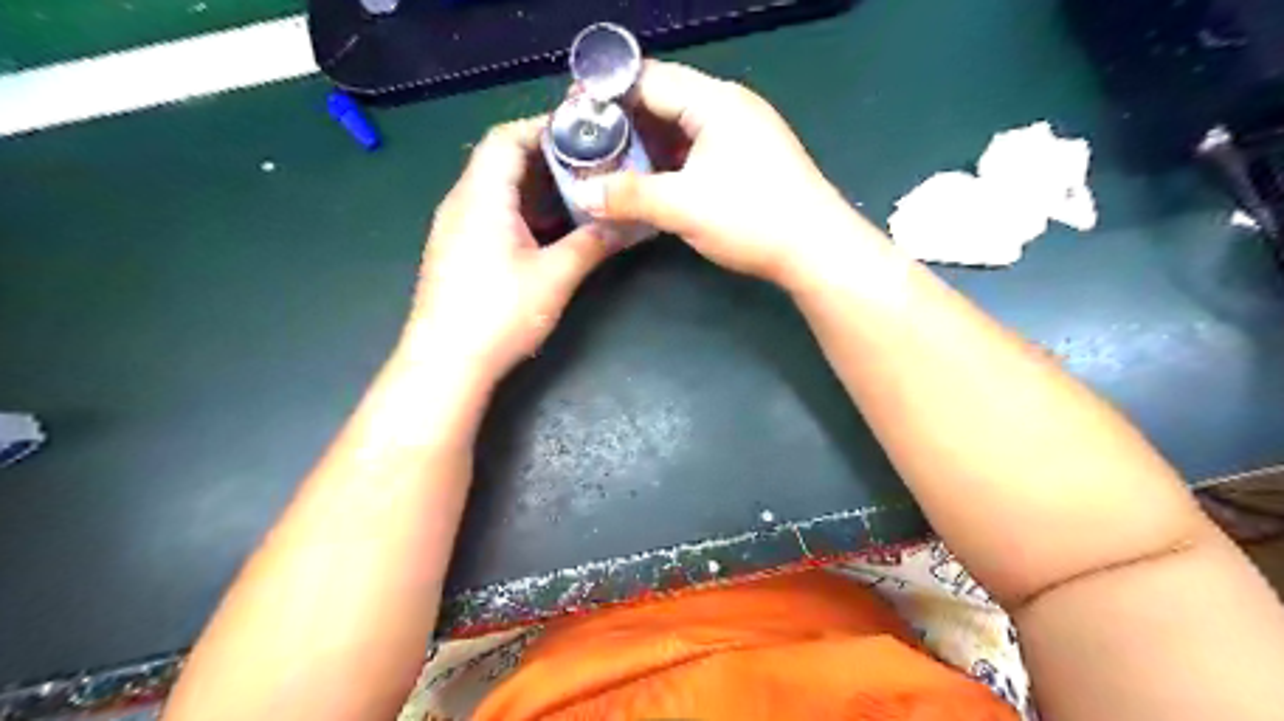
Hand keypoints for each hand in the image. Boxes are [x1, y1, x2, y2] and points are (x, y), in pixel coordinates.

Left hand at [408, 119, 614, 381]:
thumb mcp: (555, 277)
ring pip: (495, 189)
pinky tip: (548, 233)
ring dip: (535, 188)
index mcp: (481, 197)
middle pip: (500, 160)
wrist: (445, 363)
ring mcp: (454, 229)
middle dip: (546, 159)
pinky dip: (520, 212)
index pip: (506, 137)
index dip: (542, 128)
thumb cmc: (499, 314)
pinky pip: (489, 214)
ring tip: (576, 196)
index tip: (583, 135)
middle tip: (590, 167)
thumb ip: (592, 244)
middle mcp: (461, 203)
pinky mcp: (455, 252)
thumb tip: (628, 224)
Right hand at [588, 58, 872, 286]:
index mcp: (714, 101)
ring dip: (646, 147)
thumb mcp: (682, 206)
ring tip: (609, 167)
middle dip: (624, 123)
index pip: (648, 80)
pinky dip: (670, 163)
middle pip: (664, 102)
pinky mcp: (747, 160)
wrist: (816, 250)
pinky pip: (697, 150)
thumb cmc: (751, 218)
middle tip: (587, 146)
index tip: (574, 114)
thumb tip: (583, 195)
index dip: (607, 95)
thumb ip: (629, 196)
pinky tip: (649, 183)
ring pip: (681, 130)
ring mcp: (742, 134)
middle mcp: (729, 107)